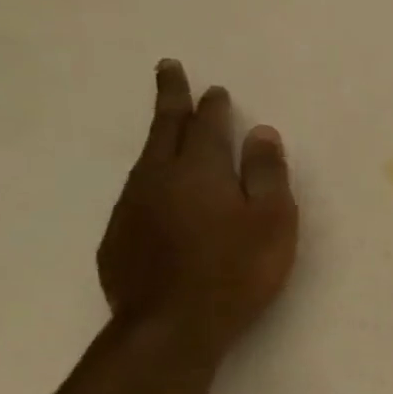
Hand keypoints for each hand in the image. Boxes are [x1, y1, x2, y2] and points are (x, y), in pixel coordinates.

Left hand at [98, 61, 298, 360]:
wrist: (172, 324)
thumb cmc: (237, 270)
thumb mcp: (272, 221)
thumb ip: (268, 175)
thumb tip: (262, 133)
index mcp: (201, 171)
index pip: (207, 126)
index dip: (212, 106)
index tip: (215, 88)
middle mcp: (160, 178)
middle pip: (166, 129)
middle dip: (171, 99)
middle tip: (168, 70)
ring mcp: (133, 206)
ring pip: (147, 158)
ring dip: (160, 135)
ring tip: (169, 126)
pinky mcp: (120, 235)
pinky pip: (138, 190)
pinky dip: (151, 175)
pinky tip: (159, 188)